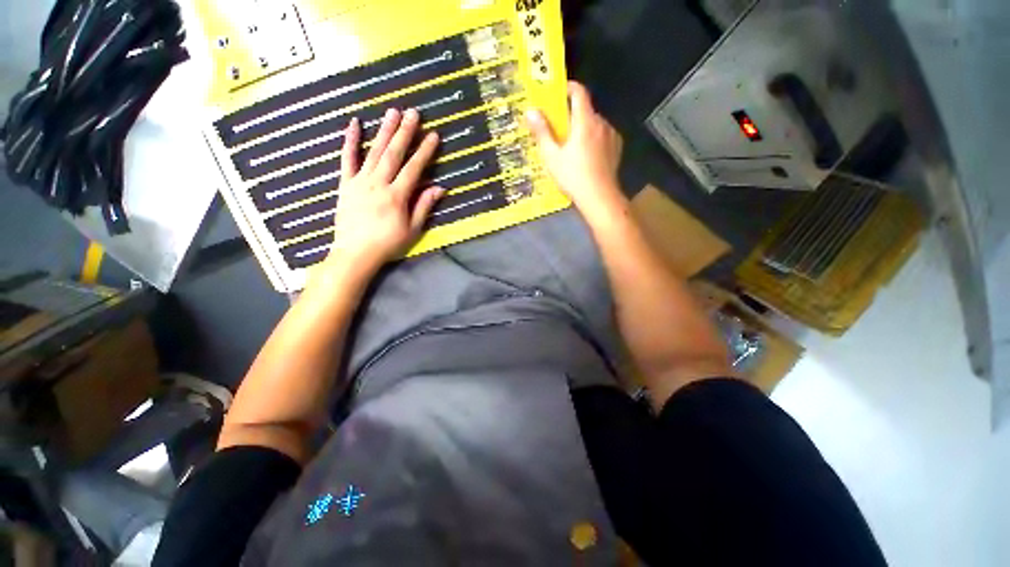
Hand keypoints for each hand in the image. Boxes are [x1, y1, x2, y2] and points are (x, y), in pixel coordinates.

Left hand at [318, 108, 443, 277]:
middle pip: (394, 154)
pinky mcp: (345, 184)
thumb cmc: (388, 244)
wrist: (355, 254)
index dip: (425, 152)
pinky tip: (354, 124)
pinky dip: (350, 141)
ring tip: (393, 112)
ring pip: (374, 152)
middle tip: (413, 112)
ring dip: (384, 131)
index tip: (433, 135)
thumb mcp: (412, 230)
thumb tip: (440, 188)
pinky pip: (347, 159)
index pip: (414, 169)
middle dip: (405, 132)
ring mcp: (360, 182)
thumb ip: (424, 206)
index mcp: (397, 196)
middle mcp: (378, 184)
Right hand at [526, 81, 623, 217]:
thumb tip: (531, 111)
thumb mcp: (552, 156)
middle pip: (586, 111)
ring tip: (573, 147)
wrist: (599, 197)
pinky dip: (594, 140)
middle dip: (572, 116)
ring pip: (595, 125)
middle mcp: (601, 123)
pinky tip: (587, 156)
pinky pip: (603, 136)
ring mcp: (612, 136)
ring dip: (584, 129)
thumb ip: (542, 132)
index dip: (569, 88)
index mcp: (585, 121)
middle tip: (560, 130)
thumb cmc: (573, 176)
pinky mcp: (616, 148)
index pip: (579, 93)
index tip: (559, 91)